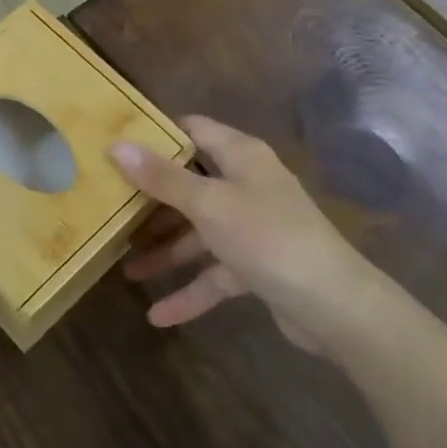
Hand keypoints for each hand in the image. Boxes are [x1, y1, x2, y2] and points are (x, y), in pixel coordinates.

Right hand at [110, 116, 384, 352]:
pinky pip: (215, 273)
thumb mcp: (208, 204)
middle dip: (152, 202)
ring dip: (167, 251)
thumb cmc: (267, 236)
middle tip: (112, 208)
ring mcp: (253, 227)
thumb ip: (162, 178)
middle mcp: (247, 185)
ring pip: (199, 233)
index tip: (119, 143)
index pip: (194, 130)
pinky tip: (159, 317)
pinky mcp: (258, 266)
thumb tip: (117, 144)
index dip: (158, 135)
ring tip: (127, 269)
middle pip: (191, 185)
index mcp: (240, 156)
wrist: (335, 306)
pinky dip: (191, 291)